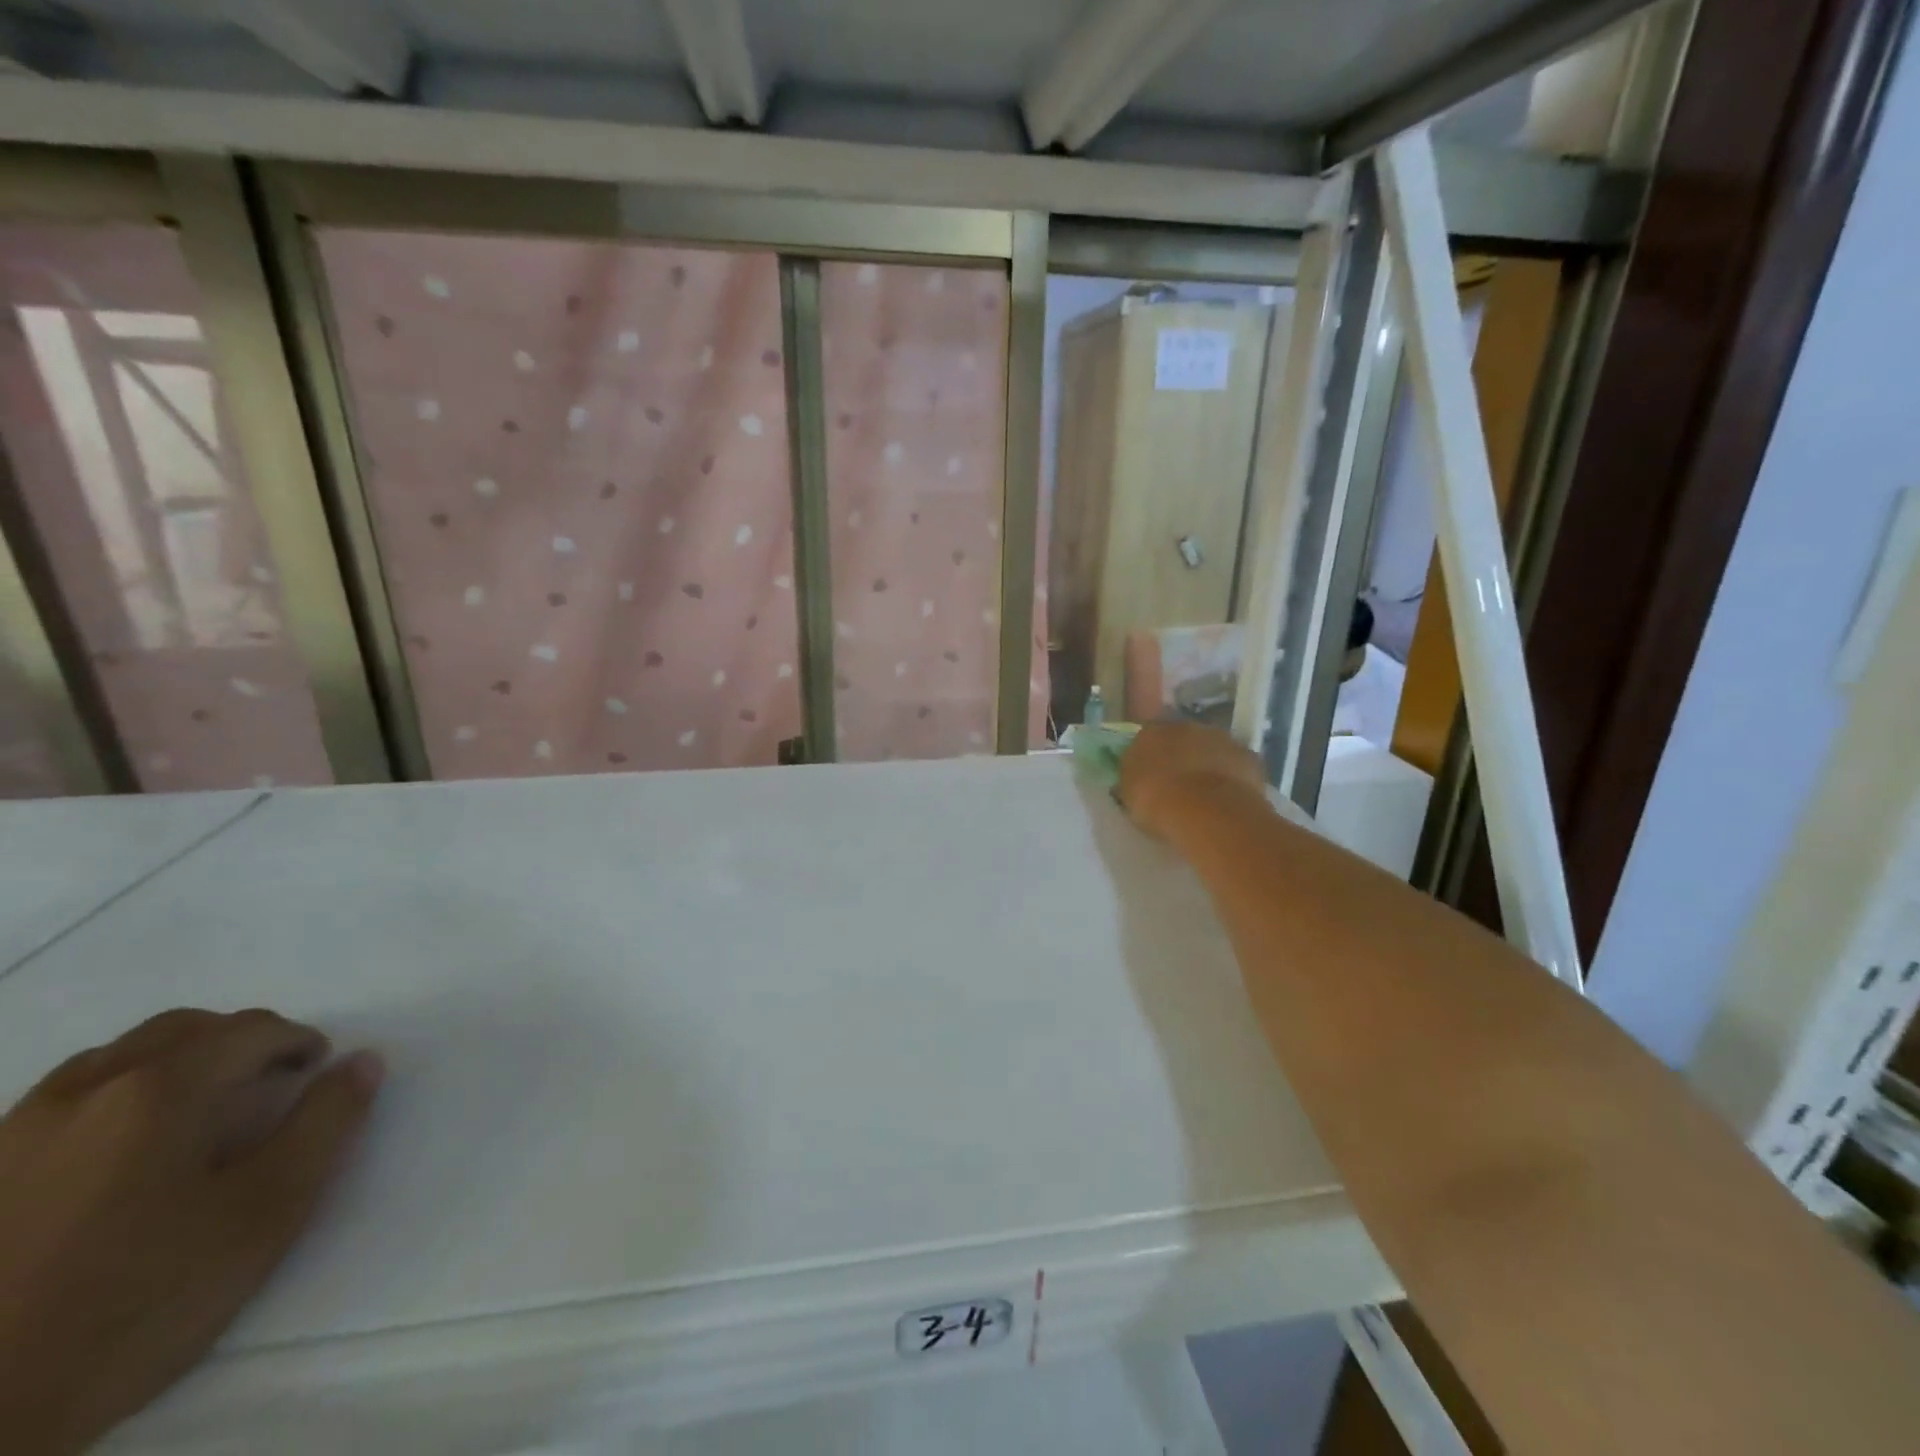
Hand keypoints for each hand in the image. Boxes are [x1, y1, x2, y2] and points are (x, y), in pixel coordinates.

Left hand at [0, 1009, 382, 1454]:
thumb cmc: (139, 1301)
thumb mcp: (266, 1211)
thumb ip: (325, 1124)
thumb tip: (363, 1061)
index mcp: (162, 1089)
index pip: (252, 1030)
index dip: (299, 1042)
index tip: (318, 1073)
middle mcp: (85, 1091)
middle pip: (181, 1030)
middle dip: (236, 1042)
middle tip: (267, 1084)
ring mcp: (13, 1134)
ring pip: (113, 1059)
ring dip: (172, 1065)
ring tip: (196, 1115)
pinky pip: (59, 1103)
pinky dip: (111, 1098)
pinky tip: (118, 1153)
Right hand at [1118, 721, 1267, 840]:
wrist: (1205, 810)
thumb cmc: (1156, 801)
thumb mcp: (1129, 793)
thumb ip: (1133, 777)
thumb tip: (1138, 774)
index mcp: (1151, 732)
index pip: (1148, 737)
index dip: (1151, 755)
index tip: (1152, 775)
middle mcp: (1187, 726)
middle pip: (1183, 738)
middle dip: (1182, 756)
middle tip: (1179, 784)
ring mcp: (1221, 738)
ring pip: (1212, 748)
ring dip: (1209, 764)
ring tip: (1206, 795)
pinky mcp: (1248, 756)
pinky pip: (1237, 765)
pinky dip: (1233, 777)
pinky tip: (1229, 799)